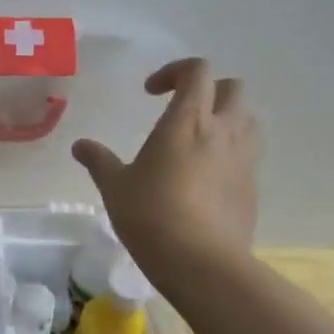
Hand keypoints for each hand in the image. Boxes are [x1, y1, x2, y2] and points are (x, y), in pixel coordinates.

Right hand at [71, 58, 259, 286]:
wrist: (202, 263)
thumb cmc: (151, 216)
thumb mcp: (115, 187)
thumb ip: (99, 161)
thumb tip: (80, 145)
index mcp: (187, 121)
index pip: (197, 71)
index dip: (174, 71)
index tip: (151, 93)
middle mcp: (222, 131)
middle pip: (233, 87)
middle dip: (209, 90)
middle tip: (181, 110)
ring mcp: (244, 159)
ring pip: (248, 118)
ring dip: (227, 118)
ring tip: (199, 140)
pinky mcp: (253, 186)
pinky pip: (249, 154)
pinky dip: (231, 152)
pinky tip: (207, 177)